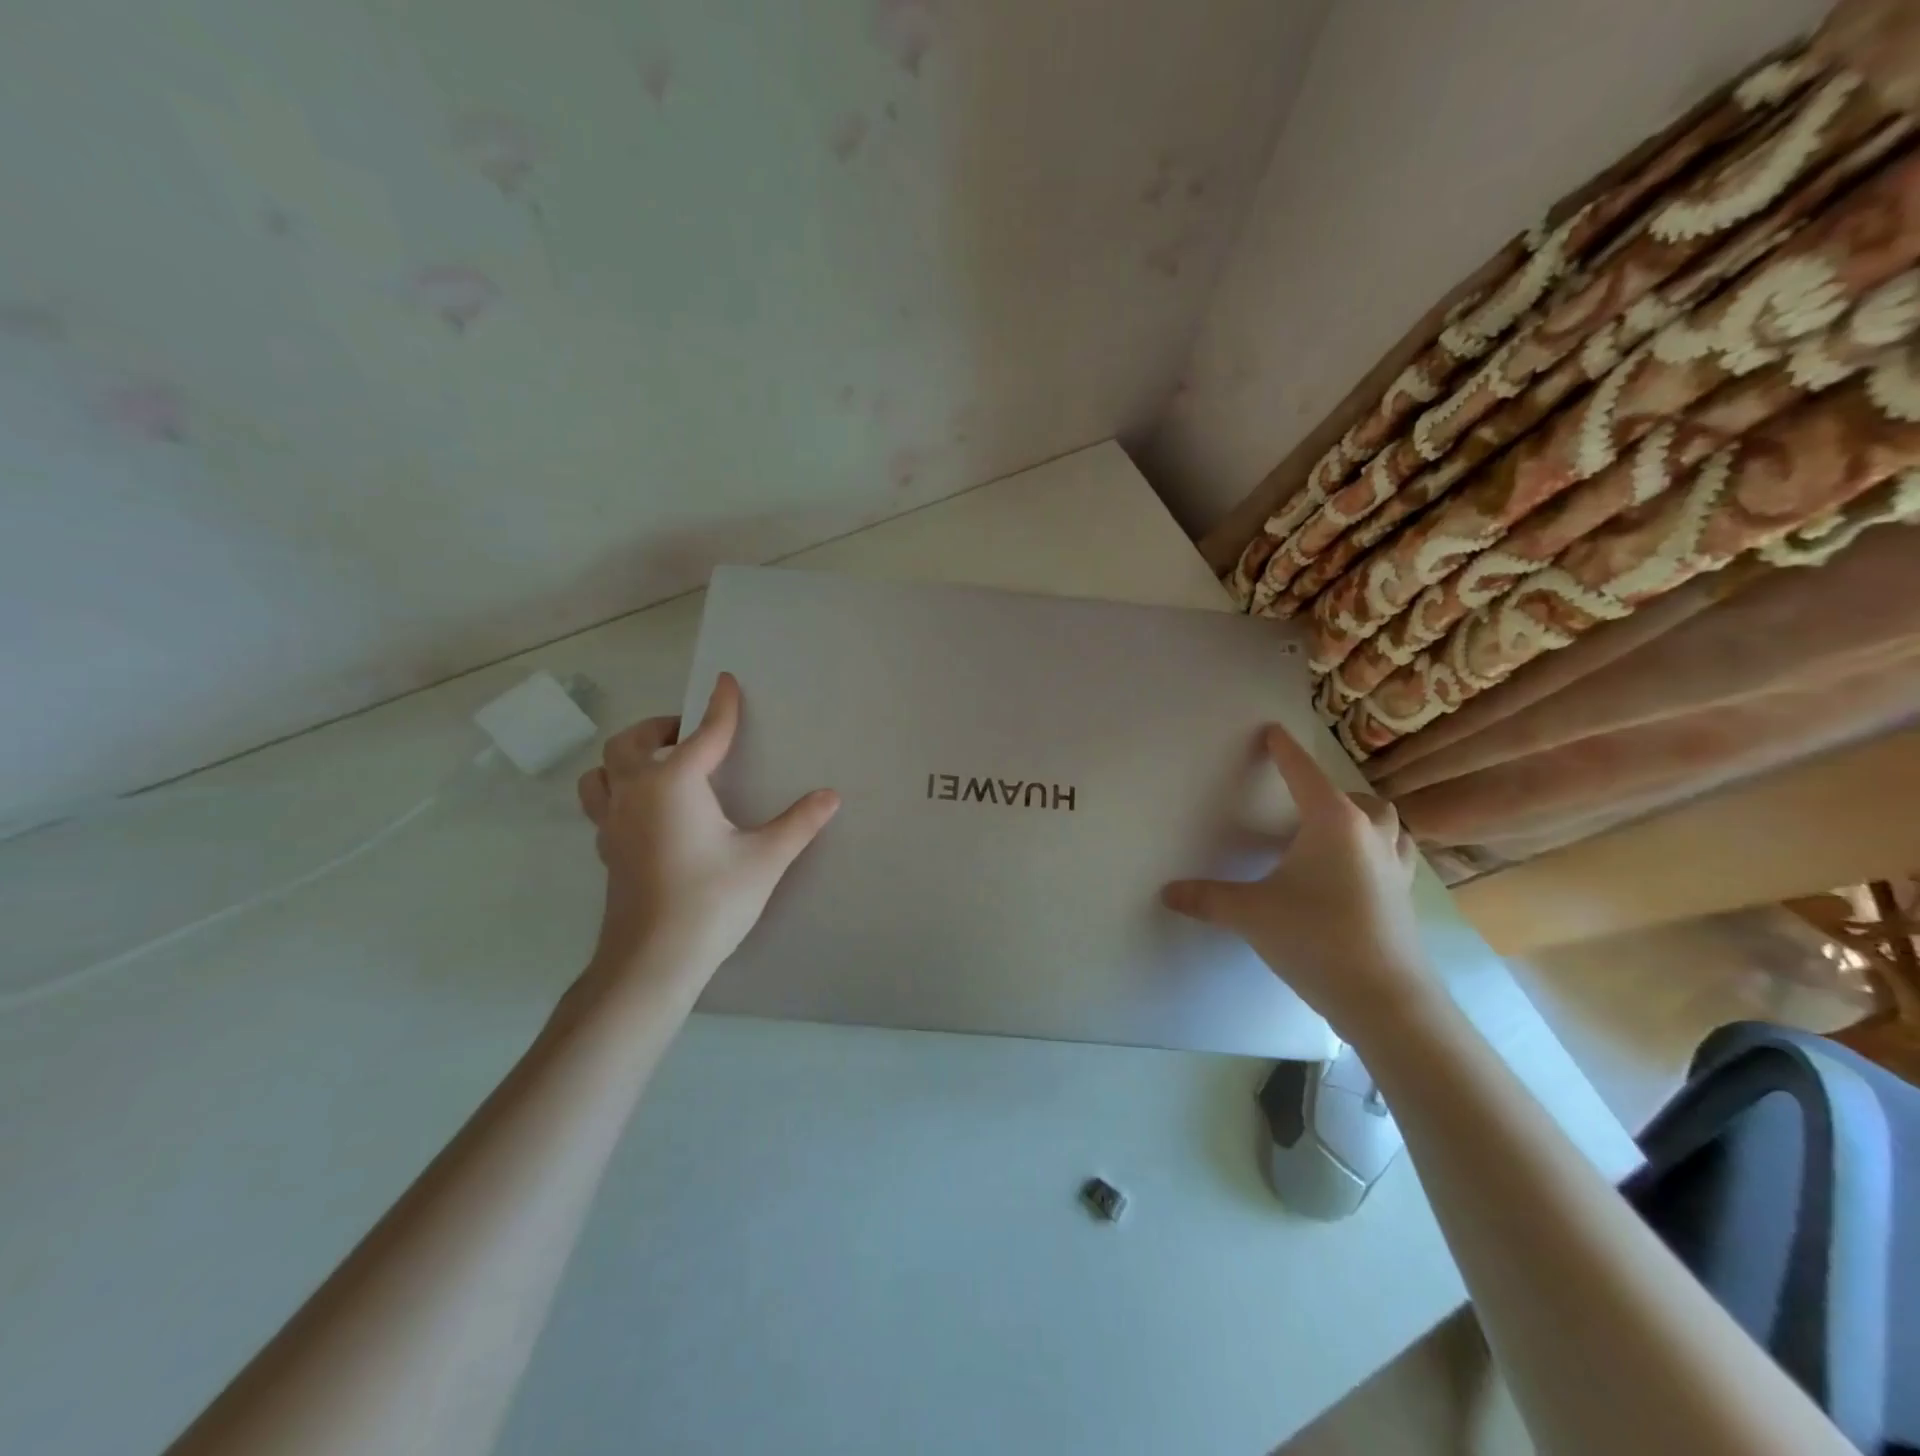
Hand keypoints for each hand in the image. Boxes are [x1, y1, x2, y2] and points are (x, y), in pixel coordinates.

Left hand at [575, 672, 839, 992]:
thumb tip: (830, 796)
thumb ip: (799, 823)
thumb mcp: (765, 858)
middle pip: (632, 742)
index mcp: (674, 784)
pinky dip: (619, 792)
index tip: (726, 681)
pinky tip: (647, 813)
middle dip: (661, 728)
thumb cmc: (711, 900)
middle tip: (690, 734)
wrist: (652, 960)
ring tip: (657, 766)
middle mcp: (636, 793)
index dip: (721, 706)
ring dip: (626, 757)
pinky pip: (602, 803)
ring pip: (602, 771)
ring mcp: (612, 823)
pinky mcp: (606, 850)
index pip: (705, 734)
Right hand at [1161, 722, 1432, 1035]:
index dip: (1284, 751)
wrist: (1385, 998)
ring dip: (1364, 820)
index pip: (1303, 773)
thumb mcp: (1250, 914)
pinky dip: (1377, 852)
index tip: (1272, 732)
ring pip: (1389, 826)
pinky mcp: (1406, 898)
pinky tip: (1357, 875)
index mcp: (1333, 823)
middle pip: (1359, 798)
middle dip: (1333, 792)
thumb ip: (1207, 898)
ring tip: (1335, 833)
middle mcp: (1371, 835)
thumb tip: (1166, 892)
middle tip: (1304, 804)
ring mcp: (1396, 867)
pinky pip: (1396, 857)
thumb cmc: (1316, 938)